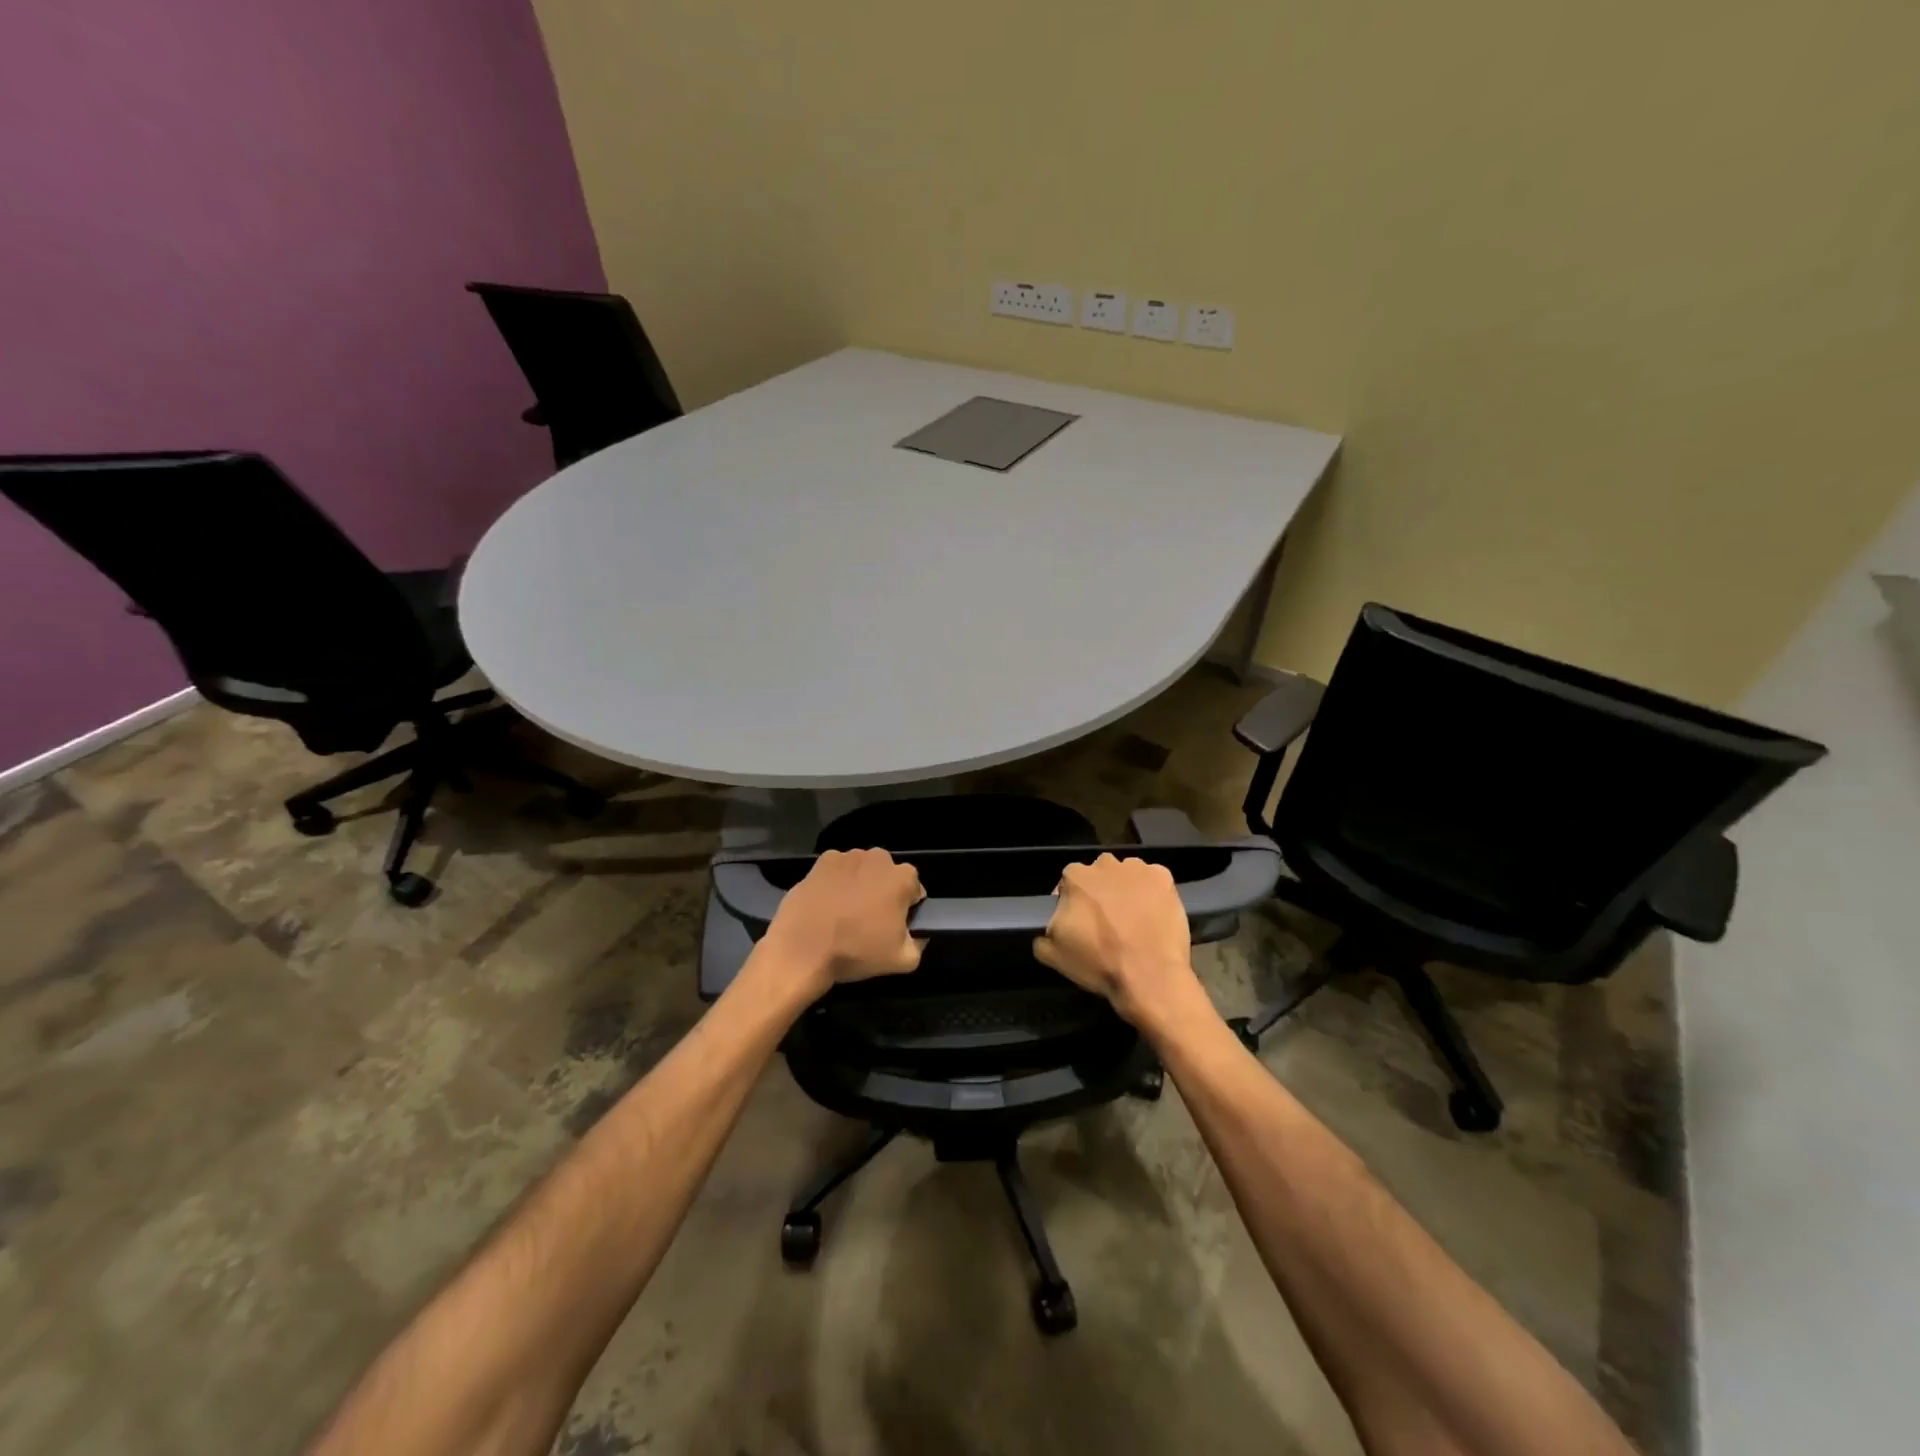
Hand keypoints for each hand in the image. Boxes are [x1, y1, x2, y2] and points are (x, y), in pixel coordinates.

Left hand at [758, 848, 925, 996]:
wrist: (803, 950)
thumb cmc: (856, 951)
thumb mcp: (902, 960)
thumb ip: (919, 943)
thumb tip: (917, 935)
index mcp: (902, 878)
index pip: (914, 888)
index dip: (907, 907)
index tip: (894, 925)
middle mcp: (878, 858)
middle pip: (887, 875)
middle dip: (883, 891)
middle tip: (870, 920)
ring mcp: (847, 857)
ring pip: (862, 870)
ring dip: (859, 884)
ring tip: (845, 913)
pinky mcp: (821, 862)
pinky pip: (836, 871)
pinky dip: (835, 882)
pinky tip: (827, 904)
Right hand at [1033, 853, 1204, 1029]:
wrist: (1150, 975)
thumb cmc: (1099, 962)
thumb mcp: (1053, 954)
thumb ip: (1043, 933)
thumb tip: (1050, 928)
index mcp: (1075, 877)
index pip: (1068, 882)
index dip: (1072, 901)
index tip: (1079, 921)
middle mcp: (1105, 864)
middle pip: (1098, 874)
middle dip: (1100, 891)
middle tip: (1106, 920)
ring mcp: (1137, 869)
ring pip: (1126, 874)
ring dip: (1126, 889)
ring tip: (1132, 918)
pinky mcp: (1164, 878)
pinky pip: (1153, 880)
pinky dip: (1152, 892)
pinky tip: (1153, 914)